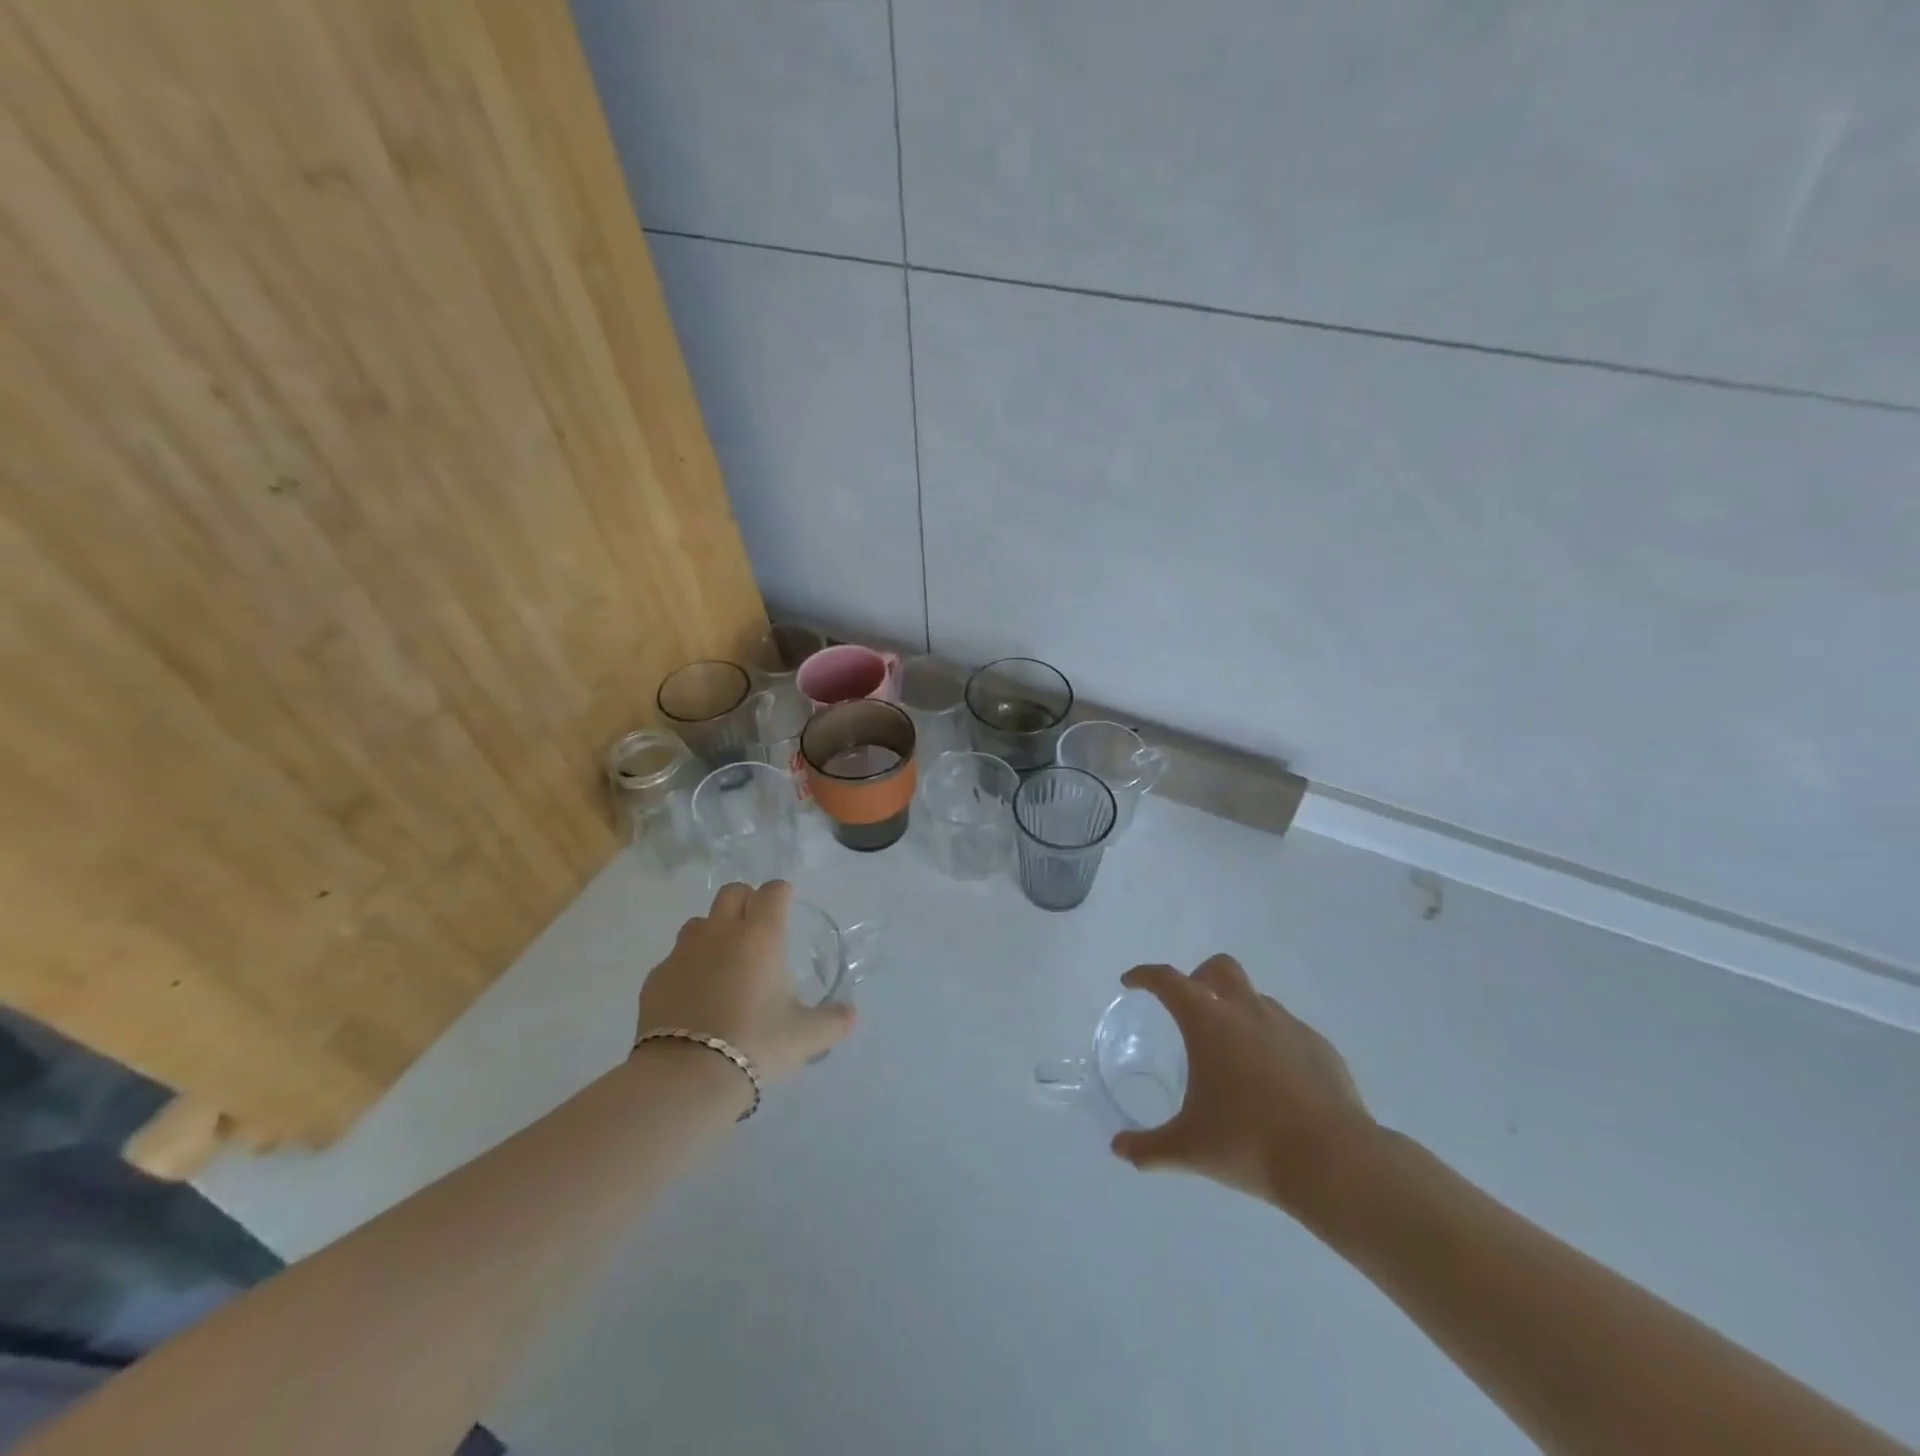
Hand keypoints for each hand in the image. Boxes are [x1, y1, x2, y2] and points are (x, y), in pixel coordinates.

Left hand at [636, 881, 854, 1082]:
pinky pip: (674, 958)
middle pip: (732, 892)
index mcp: (762, 937)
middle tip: (757, 930)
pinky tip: (694, 996)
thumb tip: (850, 1015)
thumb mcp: (806, 1037)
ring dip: (713, 931)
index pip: (773, 891)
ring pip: (699, 922)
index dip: (782, 894)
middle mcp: (721, 933)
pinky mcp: (656, 977)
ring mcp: (683, 953)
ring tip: (723, 963)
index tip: (787, 907)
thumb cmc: (756, 1045)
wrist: (686, 1076)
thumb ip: (833, 1021)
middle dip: (746, 901)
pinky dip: (687, 967)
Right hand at [1111, 956, 1378, 1215]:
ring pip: (1257, 999)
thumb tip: (1119, 1149)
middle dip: (1199, 978)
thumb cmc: (1249, 1143)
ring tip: (1233, 1055)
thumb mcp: (1188, 1149)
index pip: (1168, 981)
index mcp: (1209, 1022)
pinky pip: (1288, 1031)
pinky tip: (1274, 1082)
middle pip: (1220, 969)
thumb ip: (1148, 1147)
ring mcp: (1288, 1026)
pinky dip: (1272, 1042)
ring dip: (1238, 1011)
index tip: (1132, 982)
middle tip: (1189, 1008)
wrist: (1334, 1162)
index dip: (1145, 976)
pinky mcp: (1321, 1048)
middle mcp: (1248, 1011)